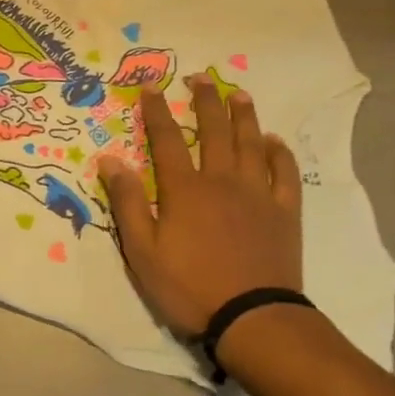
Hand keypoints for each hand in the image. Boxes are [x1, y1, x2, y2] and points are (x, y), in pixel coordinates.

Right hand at [101, 77, 302, 334]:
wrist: (252, 317)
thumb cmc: (189, 287)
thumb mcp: (142, 251)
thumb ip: (128, 203)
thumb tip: (110, 160)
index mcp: (185, 190)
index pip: (165, 140)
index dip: (157, 111)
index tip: (151, 87)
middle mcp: (222, 181)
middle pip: (213, 131)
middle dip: (205, 101)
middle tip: (200, 78)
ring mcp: (258, 195)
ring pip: (251, 144)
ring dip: (244, 117)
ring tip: (239, 95)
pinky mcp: (284, 212)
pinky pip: (284, 173)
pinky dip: (279, 153)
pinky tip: (273, 142)